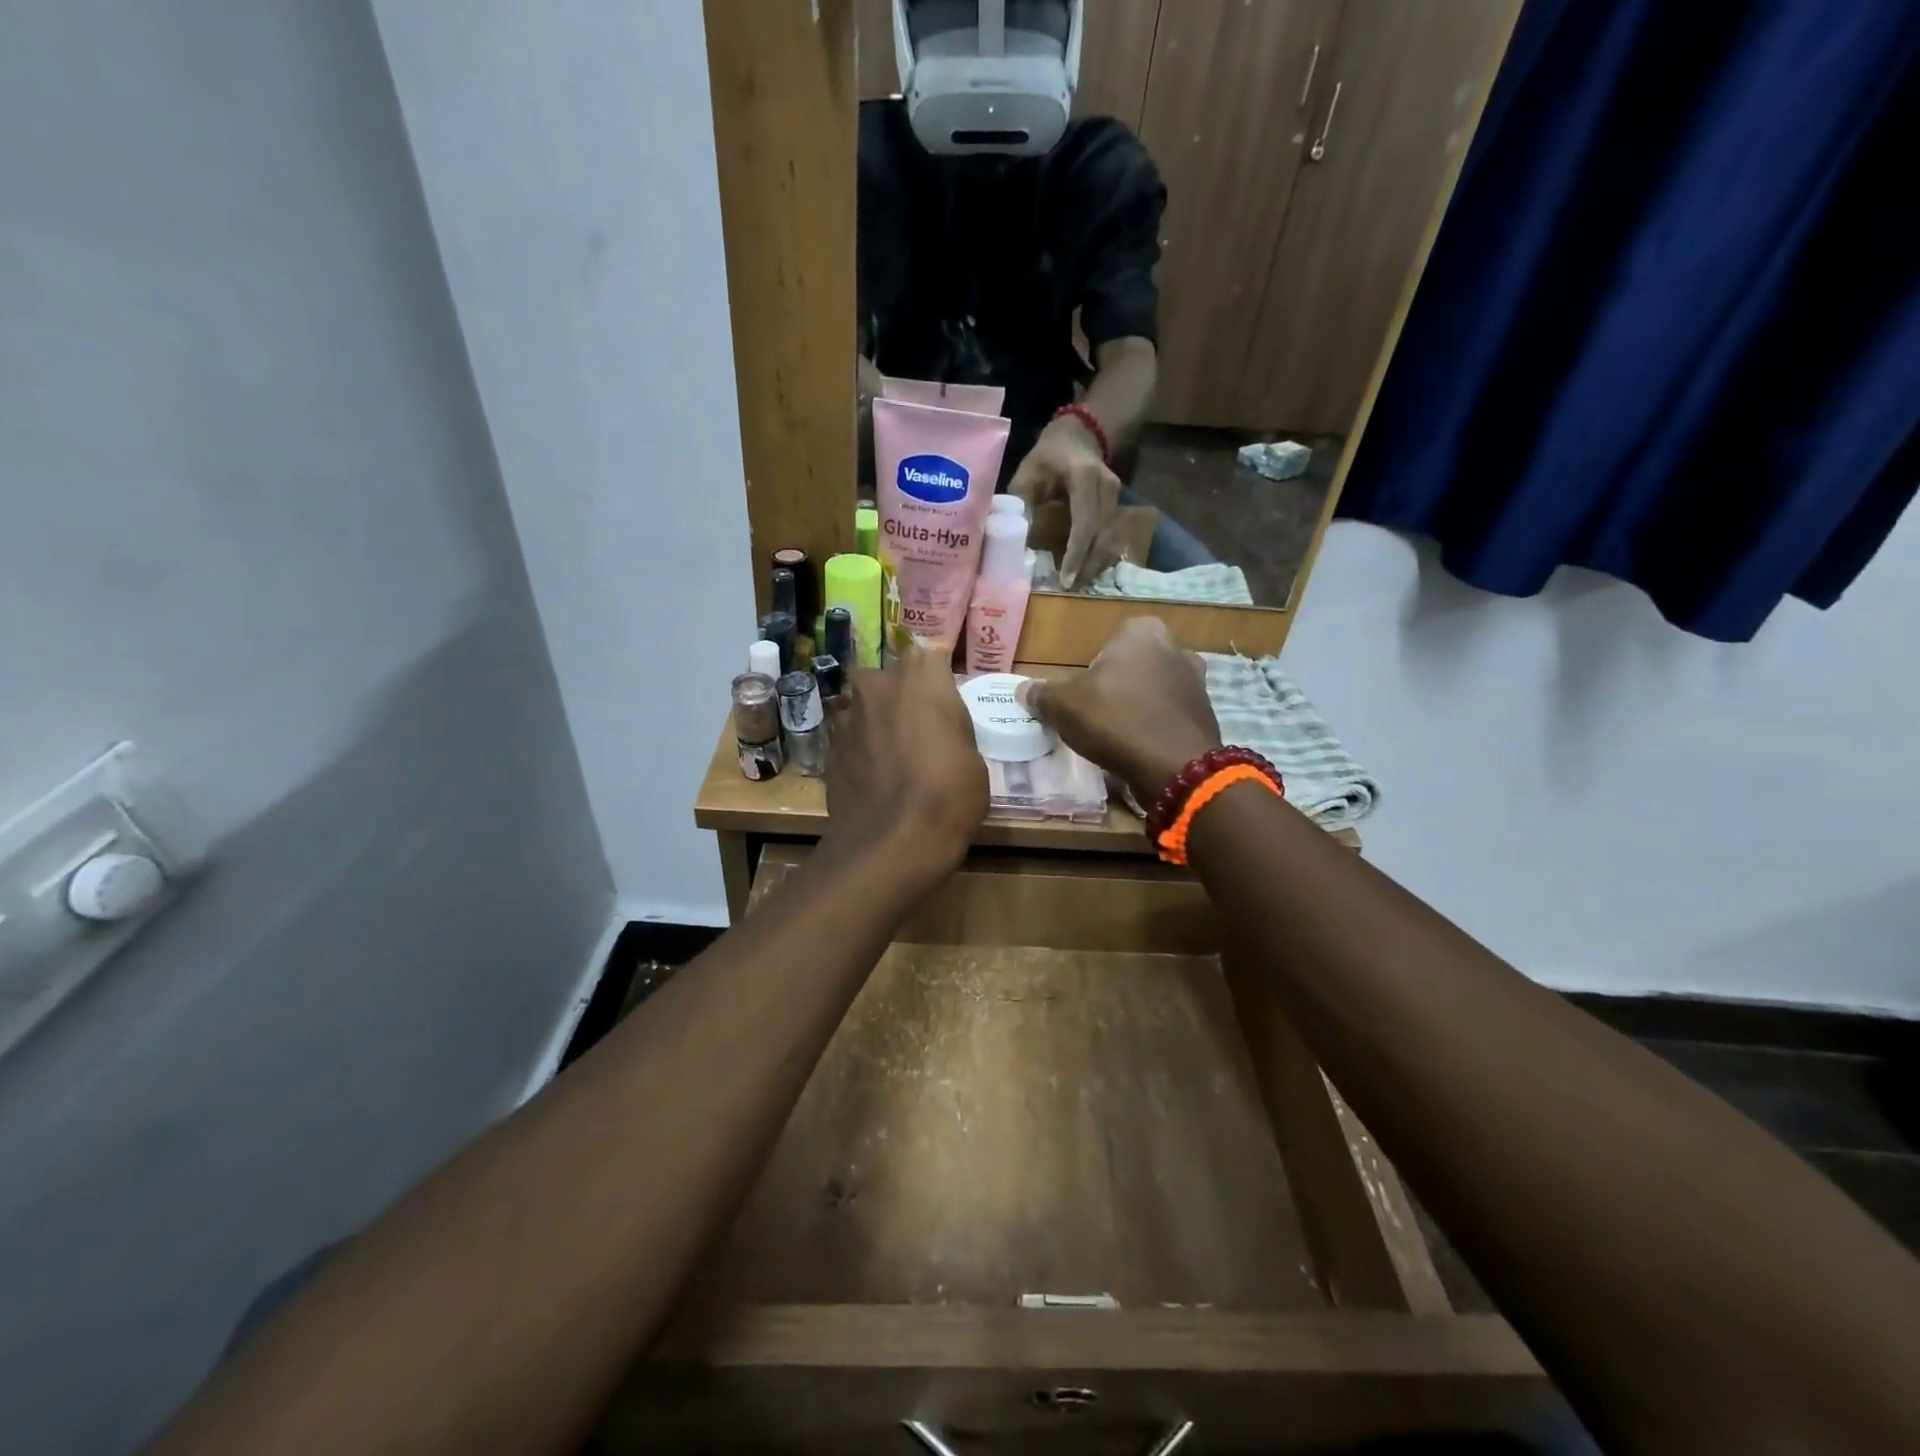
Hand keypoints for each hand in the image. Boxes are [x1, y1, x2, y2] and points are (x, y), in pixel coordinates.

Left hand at [825, 642, 986, 889]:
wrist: (892, 840)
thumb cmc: (949, 793)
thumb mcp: (973, 757)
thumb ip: (952, 727)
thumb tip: (940, 728)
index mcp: (921, 676)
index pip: (929, 655)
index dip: (936, 678)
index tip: (943, 699)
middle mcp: (878, 683)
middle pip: (888, 678)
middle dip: (898, 695)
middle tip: (916, 727)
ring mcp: (846, 715)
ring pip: (862, 707)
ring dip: (874, 722)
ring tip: (890, 754)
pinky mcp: (826, 746)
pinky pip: (847, 738)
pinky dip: (858, 750)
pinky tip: (871, 776)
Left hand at [1009, 415, 1123, 589]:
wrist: (1080, 434)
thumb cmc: (1049, 455)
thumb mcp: (1028, 472)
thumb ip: (1020, 502)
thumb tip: (1007, 537)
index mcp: (1085, 478)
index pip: (1085, 522)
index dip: (1076, 553)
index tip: (1065, 579)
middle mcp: (1108, 489)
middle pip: (1103, 536)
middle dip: (1087, 566)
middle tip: (1070, 589)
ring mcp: (1118, 498)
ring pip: (1112, 540)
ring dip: (1096, 565)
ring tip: (1077, 585)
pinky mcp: (1119, 507)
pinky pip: (1114, 537)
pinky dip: (1101, 557)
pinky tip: (1087, 571)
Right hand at [1017, 617, 1221, 801]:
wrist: (1175, 766)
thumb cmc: (1115, 720)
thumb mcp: (1063, 707)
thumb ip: (1042, 694)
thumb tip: (1023, 691)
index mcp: (1141, 632)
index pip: (1111, 639)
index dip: (1094, 666)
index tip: (1084, 692)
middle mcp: (1175, 647)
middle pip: (1134, 664)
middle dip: (1119, 684)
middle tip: (1099, 713)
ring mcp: (1197, 681)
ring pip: (1155, 689)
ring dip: (1139, 706)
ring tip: (1119, 734)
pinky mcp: (1207, 714)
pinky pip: (1172, 714)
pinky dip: (1157, 726)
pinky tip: (1142, 747)